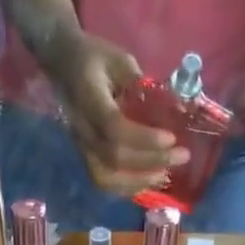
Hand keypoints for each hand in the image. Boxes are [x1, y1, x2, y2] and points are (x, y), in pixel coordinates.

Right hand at [45, 32, 191, 196]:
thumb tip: (171, 108)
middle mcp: (82, 129)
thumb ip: (141, 85)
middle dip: (151, 161)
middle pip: (114, 158)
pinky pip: (104, 182)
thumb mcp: (119, 59)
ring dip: (138, 181)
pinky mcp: (86, 157)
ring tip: (165, 175)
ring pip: (106, 178)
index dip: (144, 138)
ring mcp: (81, 147)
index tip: (171, 138)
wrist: (62, 65)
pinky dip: (128, 187)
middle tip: (181, 156)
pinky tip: (148, 181)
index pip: (114, 127)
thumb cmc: (94, 58)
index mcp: (89, 98)